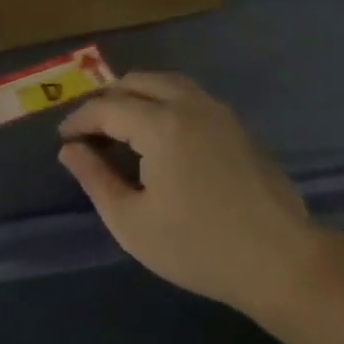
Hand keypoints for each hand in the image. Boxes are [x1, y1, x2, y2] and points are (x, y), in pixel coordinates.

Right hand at [58, 73, 315, 319]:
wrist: (279, 261)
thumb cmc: (197, 247)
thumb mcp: (131, 221)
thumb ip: (95, 178)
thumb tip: (70, 150)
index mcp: (160, 124)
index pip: (107, 107)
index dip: (79, 120)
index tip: (64, 141)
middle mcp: (189, 104)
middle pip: (137, 81)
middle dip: (106, 100)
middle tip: (88, 130)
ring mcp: (218, 111)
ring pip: (166, 82)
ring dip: (136, 95)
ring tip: (119, 125)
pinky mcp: (237, 126)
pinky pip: (189, 96)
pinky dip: (162, 101)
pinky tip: (158, 133)